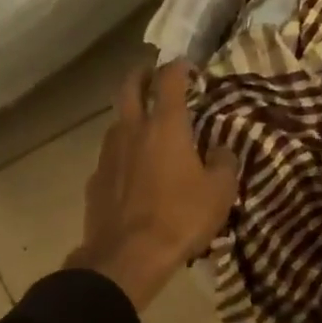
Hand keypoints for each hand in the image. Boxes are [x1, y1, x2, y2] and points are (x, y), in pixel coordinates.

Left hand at [67, 59, 238, 309]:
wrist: (126, 256)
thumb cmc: (179, 218)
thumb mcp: (219, 192)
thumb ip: (225, 163)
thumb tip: (223, 150)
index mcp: (165, 126)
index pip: (169, 80)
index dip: (178, 67)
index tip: (188, 66)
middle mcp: (132, 130)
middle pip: (129, 87)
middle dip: (141, 74)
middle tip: (152, 73)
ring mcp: (108, 154)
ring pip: (116, 121)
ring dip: (130, 114)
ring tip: (144, 125)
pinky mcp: (95, 179)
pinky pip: (109, 155)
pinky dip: (122, 152)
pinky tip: (131, 169)